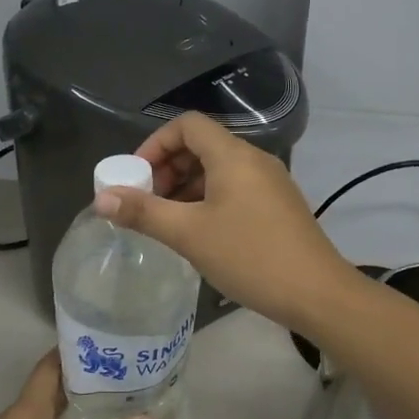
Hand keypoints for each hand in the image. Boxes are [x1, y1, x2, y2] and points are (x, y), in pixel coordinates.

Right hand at [94, 112, 359, 330]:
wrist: (317, 293)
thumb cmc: (250, 256)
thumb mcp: (189, 234)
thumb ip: (143, 213)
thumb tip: (101, 199)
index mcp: (233, 155)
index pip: (187, 125)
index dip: (155, 144)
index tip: (137, 178)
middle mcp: (254, 160)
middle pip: (202, 145)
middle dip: (168, 168)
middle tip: (147, 202)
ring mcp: (270, 183)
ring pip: (218, 170)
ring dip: (186, 187)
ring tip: (167, 222)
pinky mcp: (278, 206)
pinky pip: (235, 189)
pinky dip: (208, 200)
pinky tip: (198, 233)